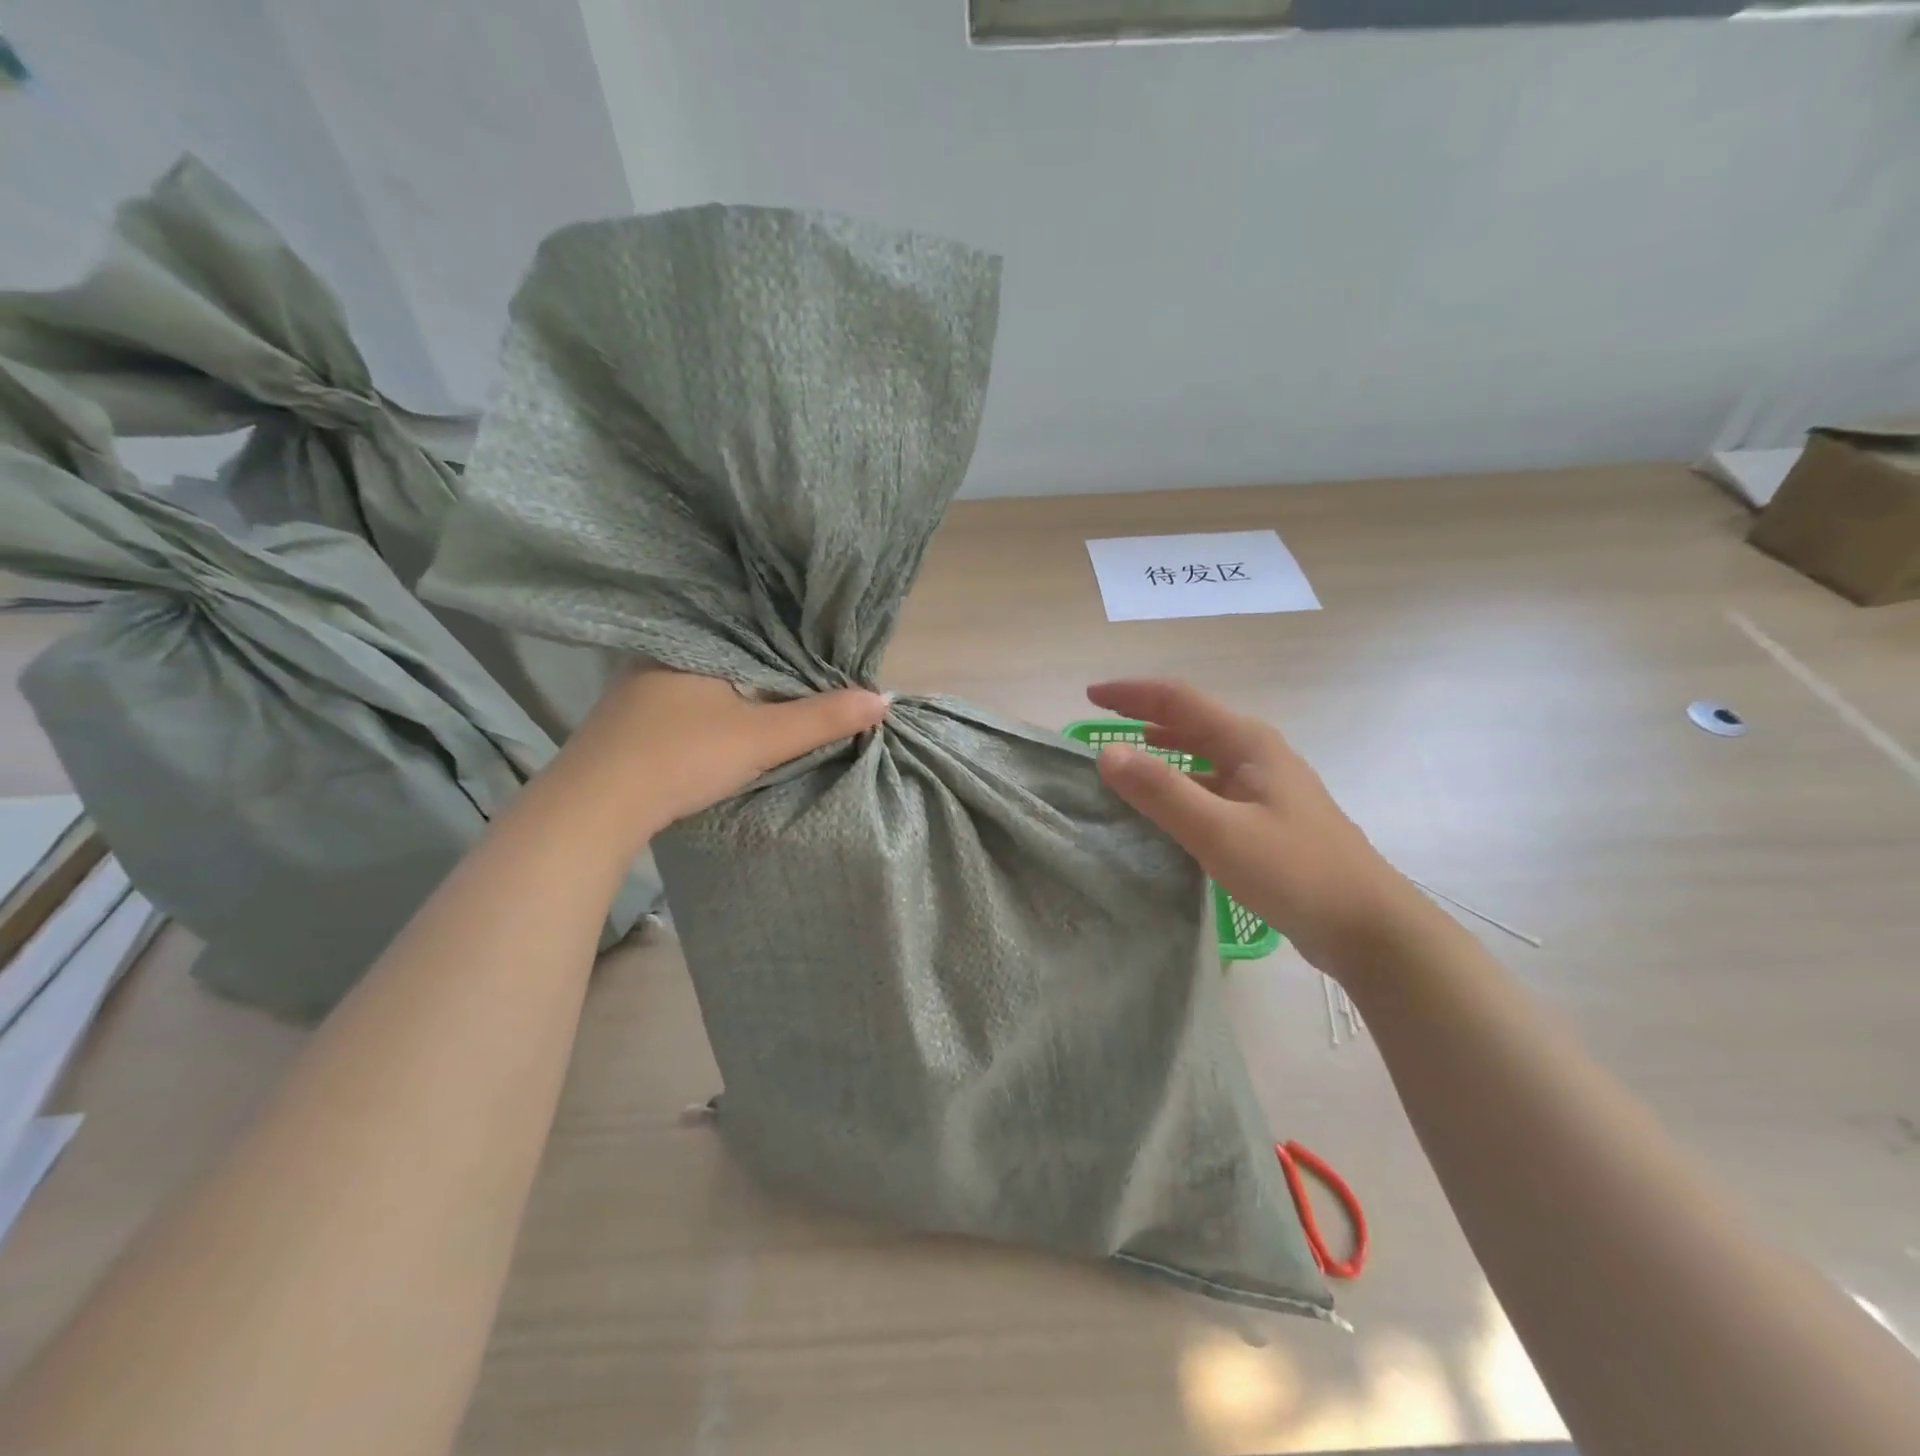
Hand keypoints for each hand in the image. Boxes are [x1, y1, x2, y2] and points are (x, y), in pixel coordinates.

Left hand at [546, 666, 889, 842]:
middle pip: (732, 656)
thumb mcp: (763, 737)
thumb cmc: (683, 756)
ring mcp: (637, 688)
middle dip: (767, 670)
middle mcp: (661, 654)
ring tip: (777, 701)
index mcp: (695, 643)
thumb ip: (822, 718)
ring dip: (737, 693)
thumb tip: (883, 699)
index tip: (826, 660)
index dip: (794, 646)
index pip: (757, 632)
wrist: (595, 807)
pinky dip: (712, 710)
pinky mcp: (627, 720)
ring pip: (706, 681)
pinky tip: (726, 723)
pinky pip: (685, 702)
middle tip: (809, 682)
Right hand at [1088, 678, 1430, 976]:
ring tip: (1123, 762)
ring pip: (1202, 756)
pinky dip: (1180, 786)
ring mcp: (1265, 788)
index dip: (1131, 695)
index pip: (1178, 700)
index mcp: (1247, 742)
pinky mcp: (1267, 819)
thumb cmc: (1295, 872)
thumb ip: (1161, 791)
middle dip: (1143, 718)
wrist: (1369, 927)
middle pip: (1191, 722)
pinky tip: (1164, 809)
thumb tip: (1106, 753)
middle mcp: (1257, 754)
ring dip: (1162, 752)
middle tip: (1098, 728)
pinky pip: (1211, 788)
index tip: (1089, 698)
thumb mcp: (1219, 832)